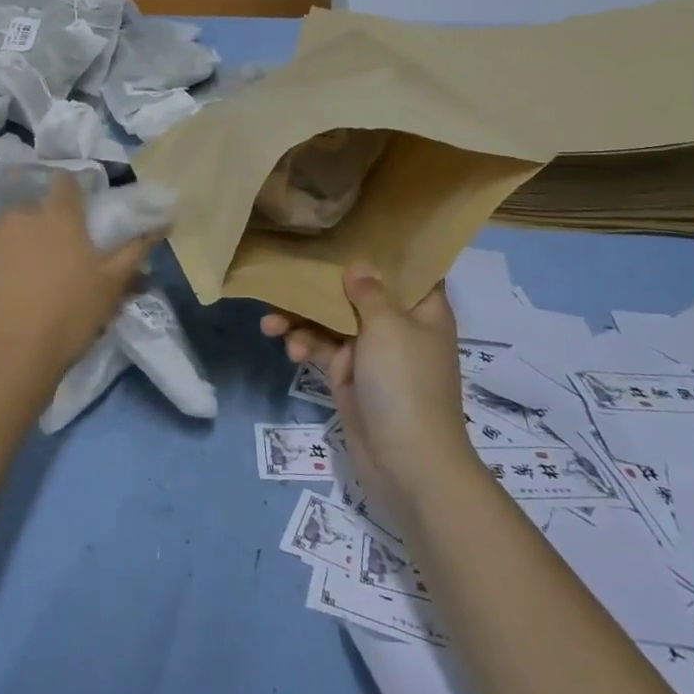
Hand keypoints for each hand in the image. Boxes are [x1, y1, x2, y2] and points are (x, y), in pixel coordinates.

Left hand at [0, 175, 158, 408]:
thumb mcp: (112, 286)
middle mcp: (20, 213)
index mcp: (59, 216)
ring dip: (9, 246)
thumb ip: (136, 249)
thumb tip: (162, 221)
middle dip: (39, 229)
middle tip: (47, 263)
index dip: (70, 196)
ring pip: (1, 231)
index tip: (75, 218)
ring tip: (13, 282)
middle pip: (32, 211)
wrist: (6, 358)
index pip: (66, 183)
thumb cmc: (68, 318)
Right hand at [262, 269, 475, 530]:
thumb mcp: (388, 327)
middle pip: (357, 292)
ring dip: (301, 319)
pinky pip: (321, 349)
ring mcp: (372, 353)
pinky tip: (289, 349)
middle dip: (322, 285)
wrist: (408, 464)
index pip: (408, 269)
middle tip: (288, 274)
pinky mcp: (348, 376)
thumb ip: (368, 291)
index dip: (382, 250)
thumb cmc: (406, 383)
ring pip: (331, 320)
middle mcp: (398, 326)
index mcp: (423, 310)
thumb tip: (357, 266)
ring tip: (270, 323)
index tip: (348, 230)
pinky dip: (304, 345)